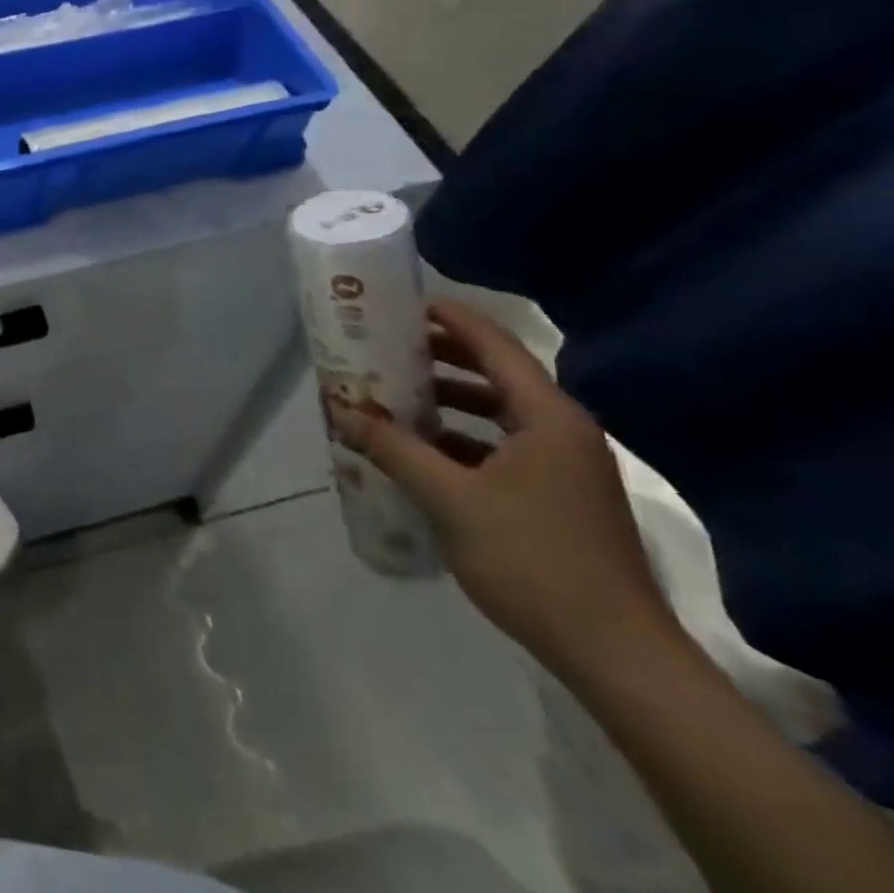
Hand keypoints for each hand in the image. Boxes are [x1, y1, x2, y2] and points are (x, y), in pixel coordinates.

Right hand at [329, 299, 679, 674]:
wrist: (616, 655)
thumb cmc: (533, 560)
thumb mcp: (450, 499)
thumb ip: (394, 448)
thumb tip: (342, 410)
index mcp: (548, 417)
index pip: (495, 345)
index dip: (449, 318)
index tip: (401, 303)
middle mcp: (562, 431)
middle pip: (497, 373)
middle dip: (440, 356)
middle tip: (385, 345)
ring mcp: (565, 466)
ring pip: (498, 412)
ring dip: (447, 399)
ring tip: (394, 392)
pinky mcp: (559, 497)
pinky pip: (502, 446)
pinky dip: (461, 437)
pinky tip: (421, 450)